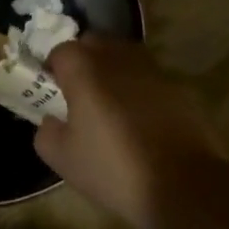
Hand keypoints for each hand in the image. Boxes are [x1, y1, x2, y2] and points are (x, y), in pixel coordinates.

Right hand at [34, 38, 222, 228]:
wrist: (182, 185)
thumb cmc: (113, 169)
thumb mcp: (62, 158)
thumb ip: (46, 131)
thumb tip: (52, 120)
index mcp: (86, 71)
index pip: (62, 50)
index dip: (53, 67)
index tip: (51, 89)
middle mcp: (119, 60)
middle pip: (95, 43)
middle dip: (83, 60)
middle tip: (78, 91)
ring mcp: (153, 71)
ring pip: (125, 56)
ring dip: (112, 70)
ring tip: (109, 102)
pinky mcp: (179, 88)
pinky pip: (149, 77)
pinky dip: (139, 88)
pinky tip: (138, 118)